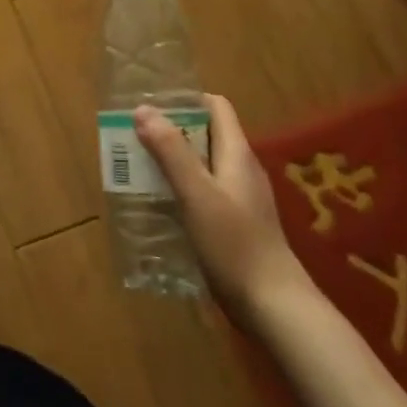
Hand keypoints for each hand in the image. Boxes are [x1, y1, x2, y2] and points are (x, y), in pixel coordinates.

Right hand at [135, 95, 311, 327]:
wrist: (273, 306)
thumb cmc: (234, 243)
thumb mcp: (197, 193)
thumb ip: (171, 151)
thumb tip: (143, 109)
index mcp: (237, 153)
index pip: (216, 107)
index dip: (185, 100)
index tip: (151, 106)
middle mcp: (241, 169)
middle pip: (205, 134)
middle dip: (170, 132)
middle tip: (134, 138)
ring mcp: (240, 198)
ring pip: (203, 165)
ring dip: (173, 162)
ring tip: (138, 169)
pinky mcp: (236, 224)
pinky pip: (204, 193)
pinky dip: (181, 190)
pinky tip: (160, 206)